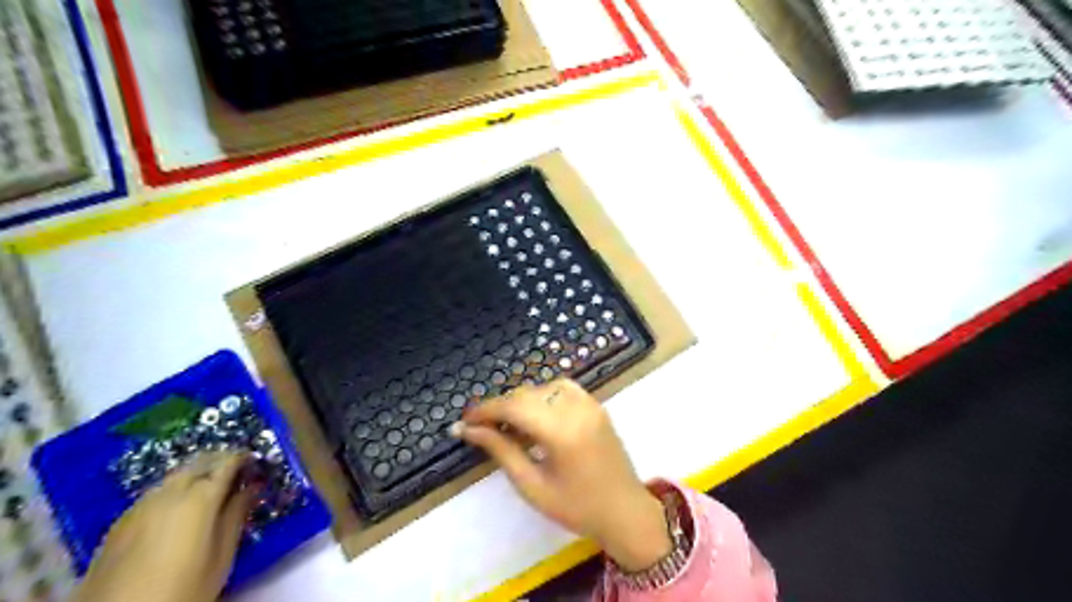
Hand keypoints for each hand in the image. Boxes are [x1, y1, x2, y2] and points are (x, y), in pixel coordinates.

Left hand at [72, 452, 255, 601]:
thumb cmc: (183, 588)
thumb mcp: (222, 555)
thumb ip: (237, 515)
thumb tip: (252, 488)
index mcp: (200, 498)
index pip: (227, 463)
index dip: (243, 458)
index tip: (256, 461)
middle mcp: (169, 493)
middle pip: (198, 463)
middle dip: (220, 461)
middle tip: (237, 471)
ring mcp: (140, 506)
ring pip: (175, 476)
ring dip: (196, 474)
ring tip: (210, 488)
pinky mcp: (120, 523)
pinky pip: (155, 493)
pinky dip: (174, 489)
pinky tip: (179, 507)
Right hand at [449, 378, 666, 571]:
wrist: (625, 511)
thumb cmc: (576, 508)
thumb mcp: (532, 485)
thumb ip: (501, 451)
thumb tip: (469, 430)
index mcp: (561, 432)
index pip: (514, 407)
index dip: (485, 410)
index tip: (464, 420)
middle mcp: (576, 409)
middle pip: (527, 394)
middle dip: (501, 407)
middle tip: (481, 428)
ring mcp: (589, 403)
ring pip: (543, 388)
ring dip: (521, 401)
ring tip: (508, 425)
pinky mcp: (596, 405)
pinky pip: (563, 388)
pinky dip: (543, 395)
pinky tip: (536, 415)